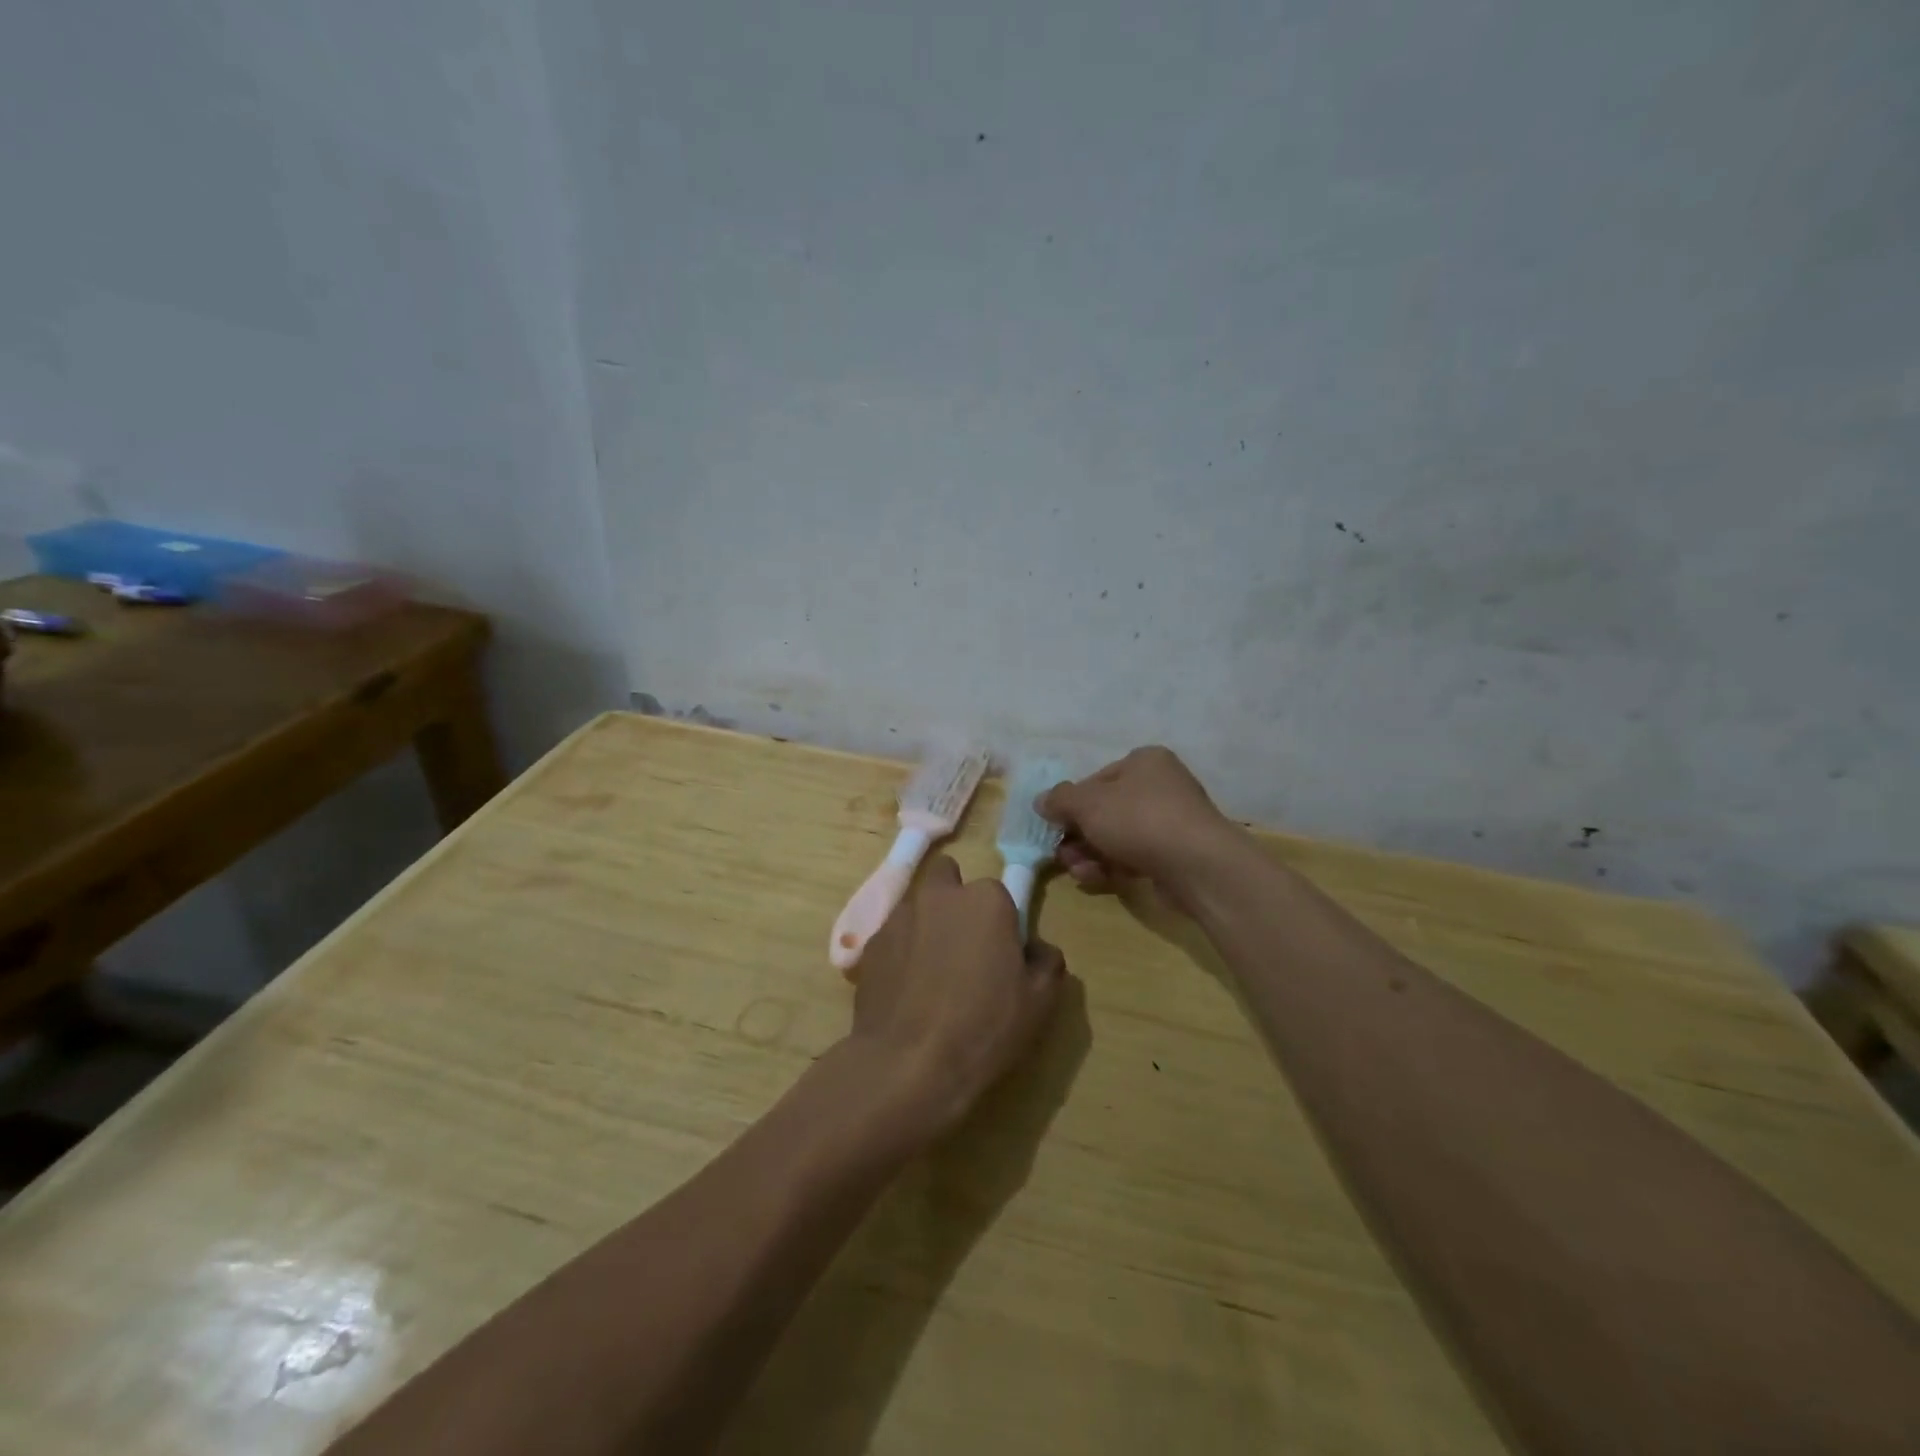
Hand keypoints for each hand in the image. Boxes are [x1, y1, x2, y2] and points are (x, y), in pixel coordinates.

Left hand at [849, 856, 1068, 1135]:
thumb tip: (1035, 949)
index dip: (1000, 920)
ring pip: (917, 906)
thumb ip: (1046, 961)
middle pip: (947, 878)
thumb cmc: (984, 1027)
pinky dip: (900, 951)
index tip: (1001, 951)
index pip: (997, 892)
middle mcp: (939, 896)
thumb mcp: (1040, 1001)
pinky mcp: (869, 945)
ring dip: (926, 924)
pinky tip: (906, 990)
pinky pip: (892, 937)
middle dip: (955, 900)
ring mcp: (898, 917)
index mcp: (985, 900)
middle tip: (963, 945)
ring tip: (931, 973)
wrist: (909, 1063)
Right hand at [1037, 746, 1249, 912]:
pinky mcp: (1176, 855)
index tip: (1055, 824)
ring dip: (1090, 853)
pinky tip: (1097, 879)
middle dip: (1079, 834)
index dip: (1072, 802)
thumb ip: (1060, 800)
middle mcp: (1162, 786)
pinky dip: (1113, 866)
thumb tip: (1041, 801)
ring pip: (1118, 836)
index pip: (1097, 778)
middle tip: (1061, 853)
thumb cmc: (1138, 819)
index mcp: (1145, 761)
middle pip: (1106, 810)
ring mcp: (1172, 822)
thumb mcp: (1088, 804)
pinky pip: (1136, 856)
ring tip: (1077, 871)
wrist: (1197, 865)